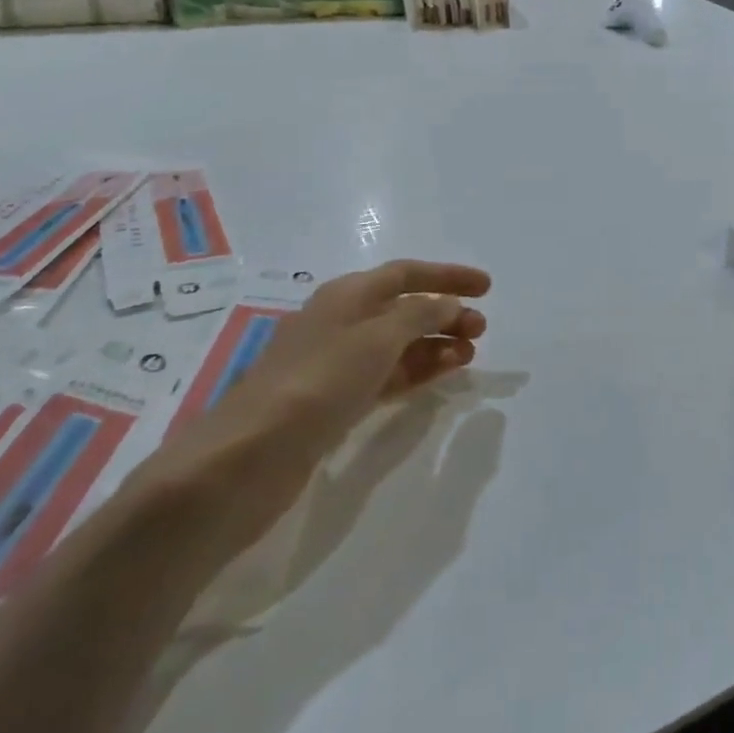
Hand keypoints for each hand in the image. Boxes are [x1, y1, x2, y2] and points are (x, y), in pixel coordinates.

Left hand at [123, 259, 490, 563]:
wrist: (247, 459)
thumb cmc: (317, 382)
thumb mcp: (376, 337)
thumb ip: (419, 315)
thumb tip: (447, 305)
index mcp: (347, 295)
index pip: (407, 273)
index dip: (448, 276)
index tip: (486, 287)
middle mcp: (342, 322)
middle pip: (404, 308)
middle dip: (445, 313)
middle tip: (482, 330)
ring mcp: (337, 364)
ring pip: (398, 344)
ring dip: (435, 344)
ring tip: (470, 355)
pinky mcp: (334, 403)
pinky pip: (387, 375)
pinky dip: (417, 371)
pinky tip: (440, 375)